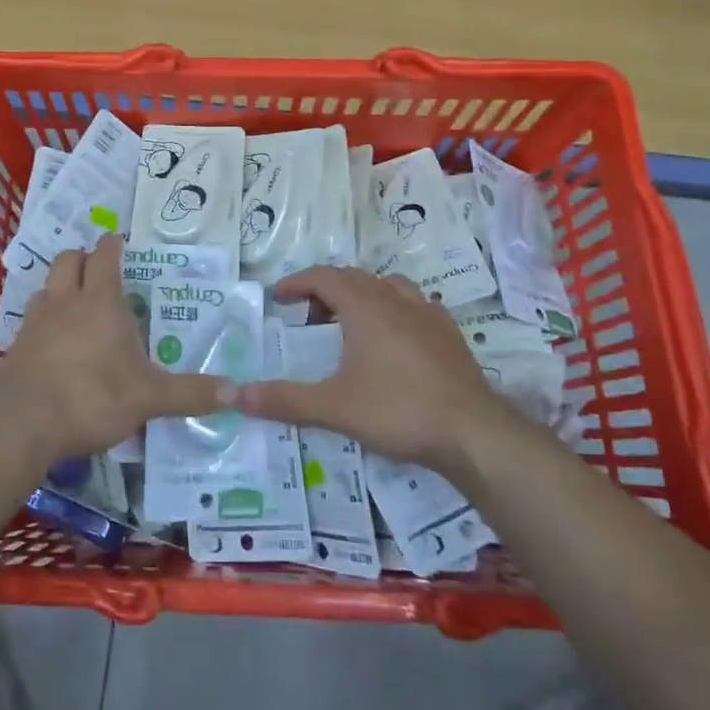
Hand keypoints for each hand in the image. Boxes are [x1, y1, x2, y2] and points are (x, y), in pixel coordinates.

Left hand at [0, 235, 221, 464]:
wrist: (22, 425)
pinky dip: (44, 318)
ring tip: (77, 304)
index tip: (119, 240)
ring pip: (47, 285)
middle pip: (68, 259)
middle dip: (84, 257)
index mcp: (100, 302)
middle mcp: (65, 301)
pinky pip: (31, 318)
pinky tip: (55, 341)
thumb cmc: (91, 398)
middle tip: (100, 270)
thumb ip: (191, 393)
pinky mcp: (15, 345)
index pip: (105, 256)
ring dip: (61, 286)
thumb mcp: (149, 399)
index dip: (113, 244)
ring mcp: (35, 321)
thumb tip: (236, 393)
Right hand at [227, 266, 523, 475]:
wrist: (473, 432)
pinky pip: (415, 305)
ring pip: (387, 286)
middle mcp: (396, 300)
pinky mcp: (449, 334)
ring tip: (350, 324)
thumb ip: (284, 399)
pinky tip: (394, 338)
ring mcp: (428, 314)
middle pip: (354, 278)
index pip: (324, 277)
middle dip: (325, 290)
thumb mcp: (333, 407)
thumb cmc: (398, 410)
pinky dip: (394, 310)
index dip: (297, 283)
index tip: (278, 298)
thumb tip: (236, 395)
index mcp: (365, 307)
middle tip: (307, 318)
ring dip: (362, 295)